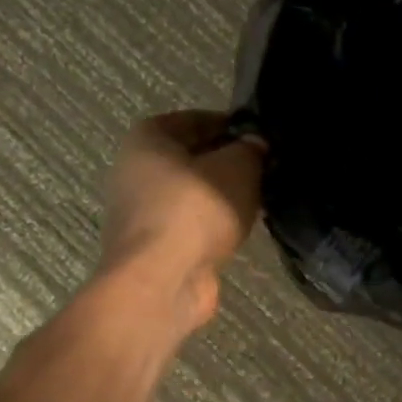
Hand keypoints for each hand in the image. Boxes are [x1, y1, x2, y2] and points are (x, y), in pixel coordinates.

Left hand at [97, 111, 264, 334]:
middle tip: (266, 170)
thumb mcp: (237, 167)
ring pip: (193, 195)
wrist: (162, 281)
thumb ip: (250, 150)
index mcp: (147, 138)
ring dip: (223, 198)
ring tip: (259, 200)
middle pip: (192, 158)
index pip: (196, 119)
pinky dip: (214, 227)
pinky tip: (241, 231)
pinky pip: (191, 226)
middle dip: (228, 163)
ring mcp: (142, 213)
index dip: (232, 125)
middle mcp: (135, 170)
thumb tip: (255, 146)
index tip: (263, 138)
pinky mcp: (154, 248)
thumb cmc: (195, 209)